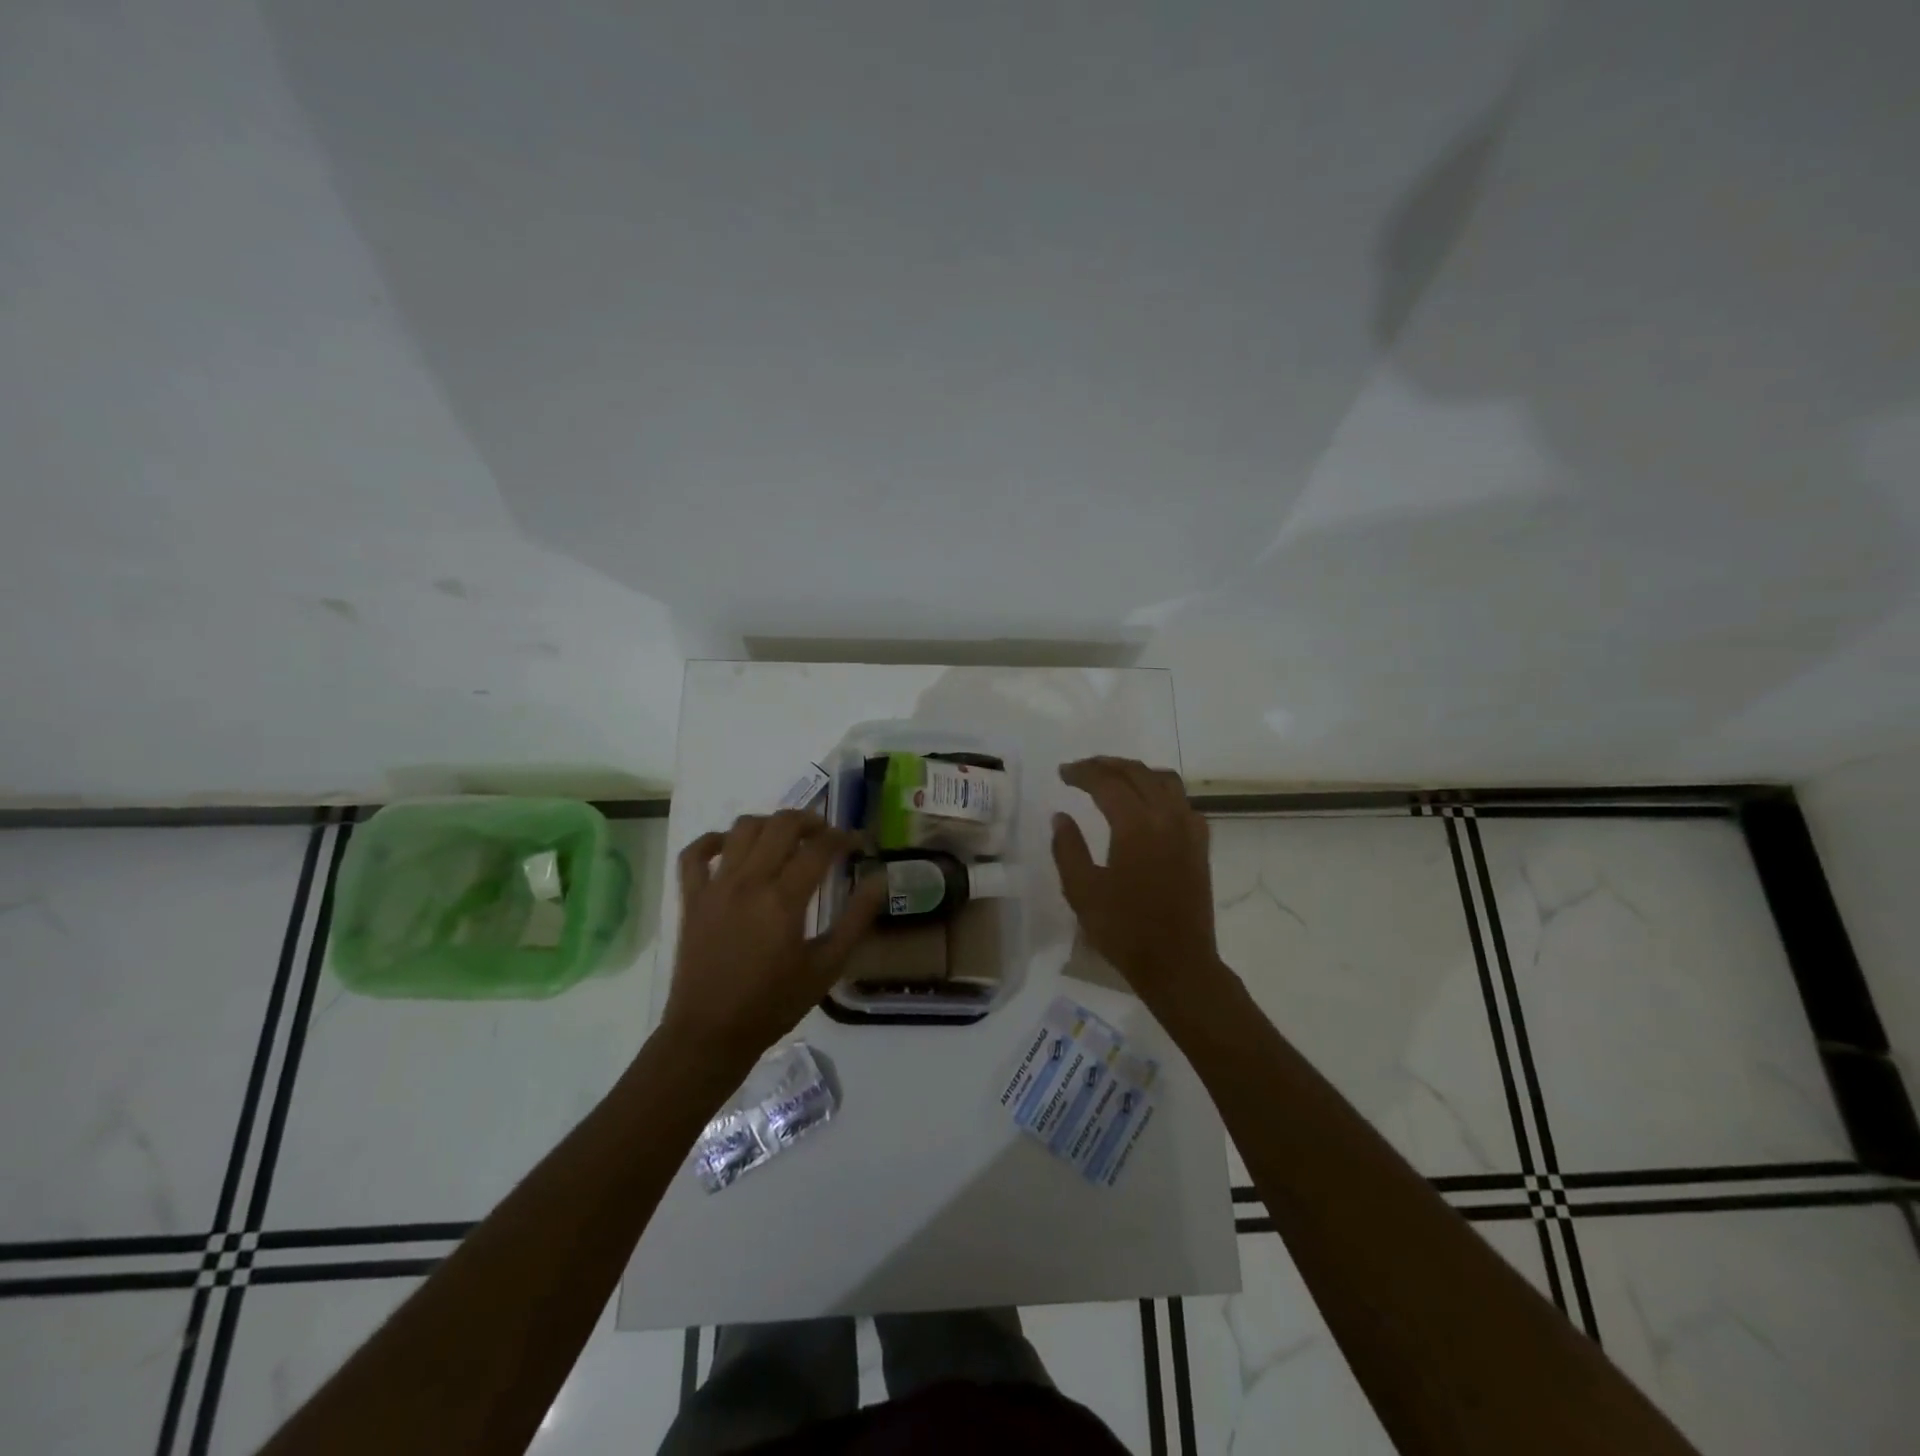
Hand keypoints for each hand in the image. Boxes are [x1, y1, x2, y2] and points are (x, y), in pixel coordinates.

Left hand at [662, 810, 885, 1069]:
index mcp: (783, 899)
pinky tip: (732, 846)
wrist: (710, 1035)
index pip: (819, 848)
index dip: (844, 838)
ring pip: (742, 828)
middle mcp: (749, 881)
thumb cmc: (774, 1004)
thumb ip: (856, 919)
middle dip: (810, 821)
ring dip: (770, 823)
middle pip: (781, 825)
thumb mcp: (827, 967)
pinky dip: (713, 840)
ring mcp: (715, 887)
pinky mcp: (692, 898)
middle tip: (827, 835)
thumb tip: (879, 880)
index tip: (859, 843)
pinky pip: (695, 854)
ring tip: (786, 838)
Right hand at [1051, 757, 1223, 1000]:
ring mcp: (1189, 829)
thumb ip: (1068, 848)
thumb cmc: (1124, 930)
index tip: (1063, 773)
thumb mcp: (1082, 891)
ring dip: (1136, 772)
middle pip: (1137, 773)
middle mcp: (1166, 817)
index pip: (1107, 782)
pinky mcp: (1200, 845)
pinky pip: (1182, 802)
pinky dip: (1161, 792)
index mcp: (1136, 826)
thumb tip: (1061, 817)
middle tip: (1081, 770)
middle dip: (1106, 765)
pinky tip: (1148, 806)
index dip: (1082, 773)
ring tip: (1114, 778)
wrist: (1177, 963)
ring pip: (1165, 781)